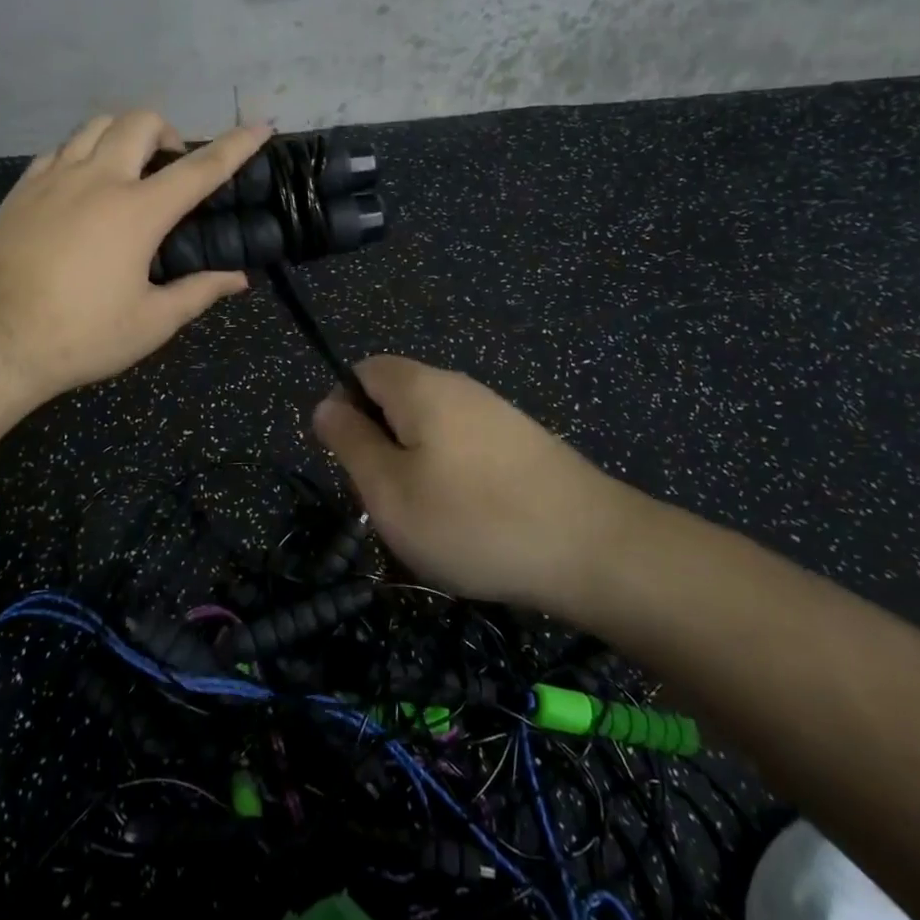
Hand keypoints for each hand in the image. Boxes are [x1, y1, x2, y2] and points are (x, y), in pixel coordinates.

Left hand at [0, 111, 271, 410]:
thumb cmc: (80, 337)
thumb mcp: (151, 323)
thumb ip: (198, 293)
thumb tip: (238, 280)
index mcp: (138, 211)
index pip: (201, 167)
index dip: (236, 145)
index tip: (261, 125)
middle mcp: (97, 180)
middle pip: (140, 122)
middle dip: (169, 132)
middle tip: (173, 168)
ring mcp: (53, 179)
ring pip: (95, 125)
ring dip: (124, 135)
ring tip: (130, 170)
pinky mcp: (21, 190)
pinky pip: (60, 149)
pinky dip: (84, 152)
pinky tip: (84, 186)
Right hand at [313, 356, 645, 610]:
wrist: (593, 549)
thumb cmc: (473, 520)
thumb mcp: (389, 490)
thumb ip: (350, 442)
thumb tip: (326, 405)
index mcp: (421, 386)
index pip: (362, 371)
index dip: (343, 410)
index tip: (351, 464)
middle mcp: (459, 386)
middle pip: (397, 400)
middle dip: (381, 446)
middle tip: (389, 501)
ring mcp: (496, 413)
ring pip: (431, 430)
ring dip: (416, 468)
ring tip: (428, 521)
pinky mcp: (523, 443)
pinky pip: (466, 449)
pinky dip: (453, 480)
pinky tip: (469, 523)